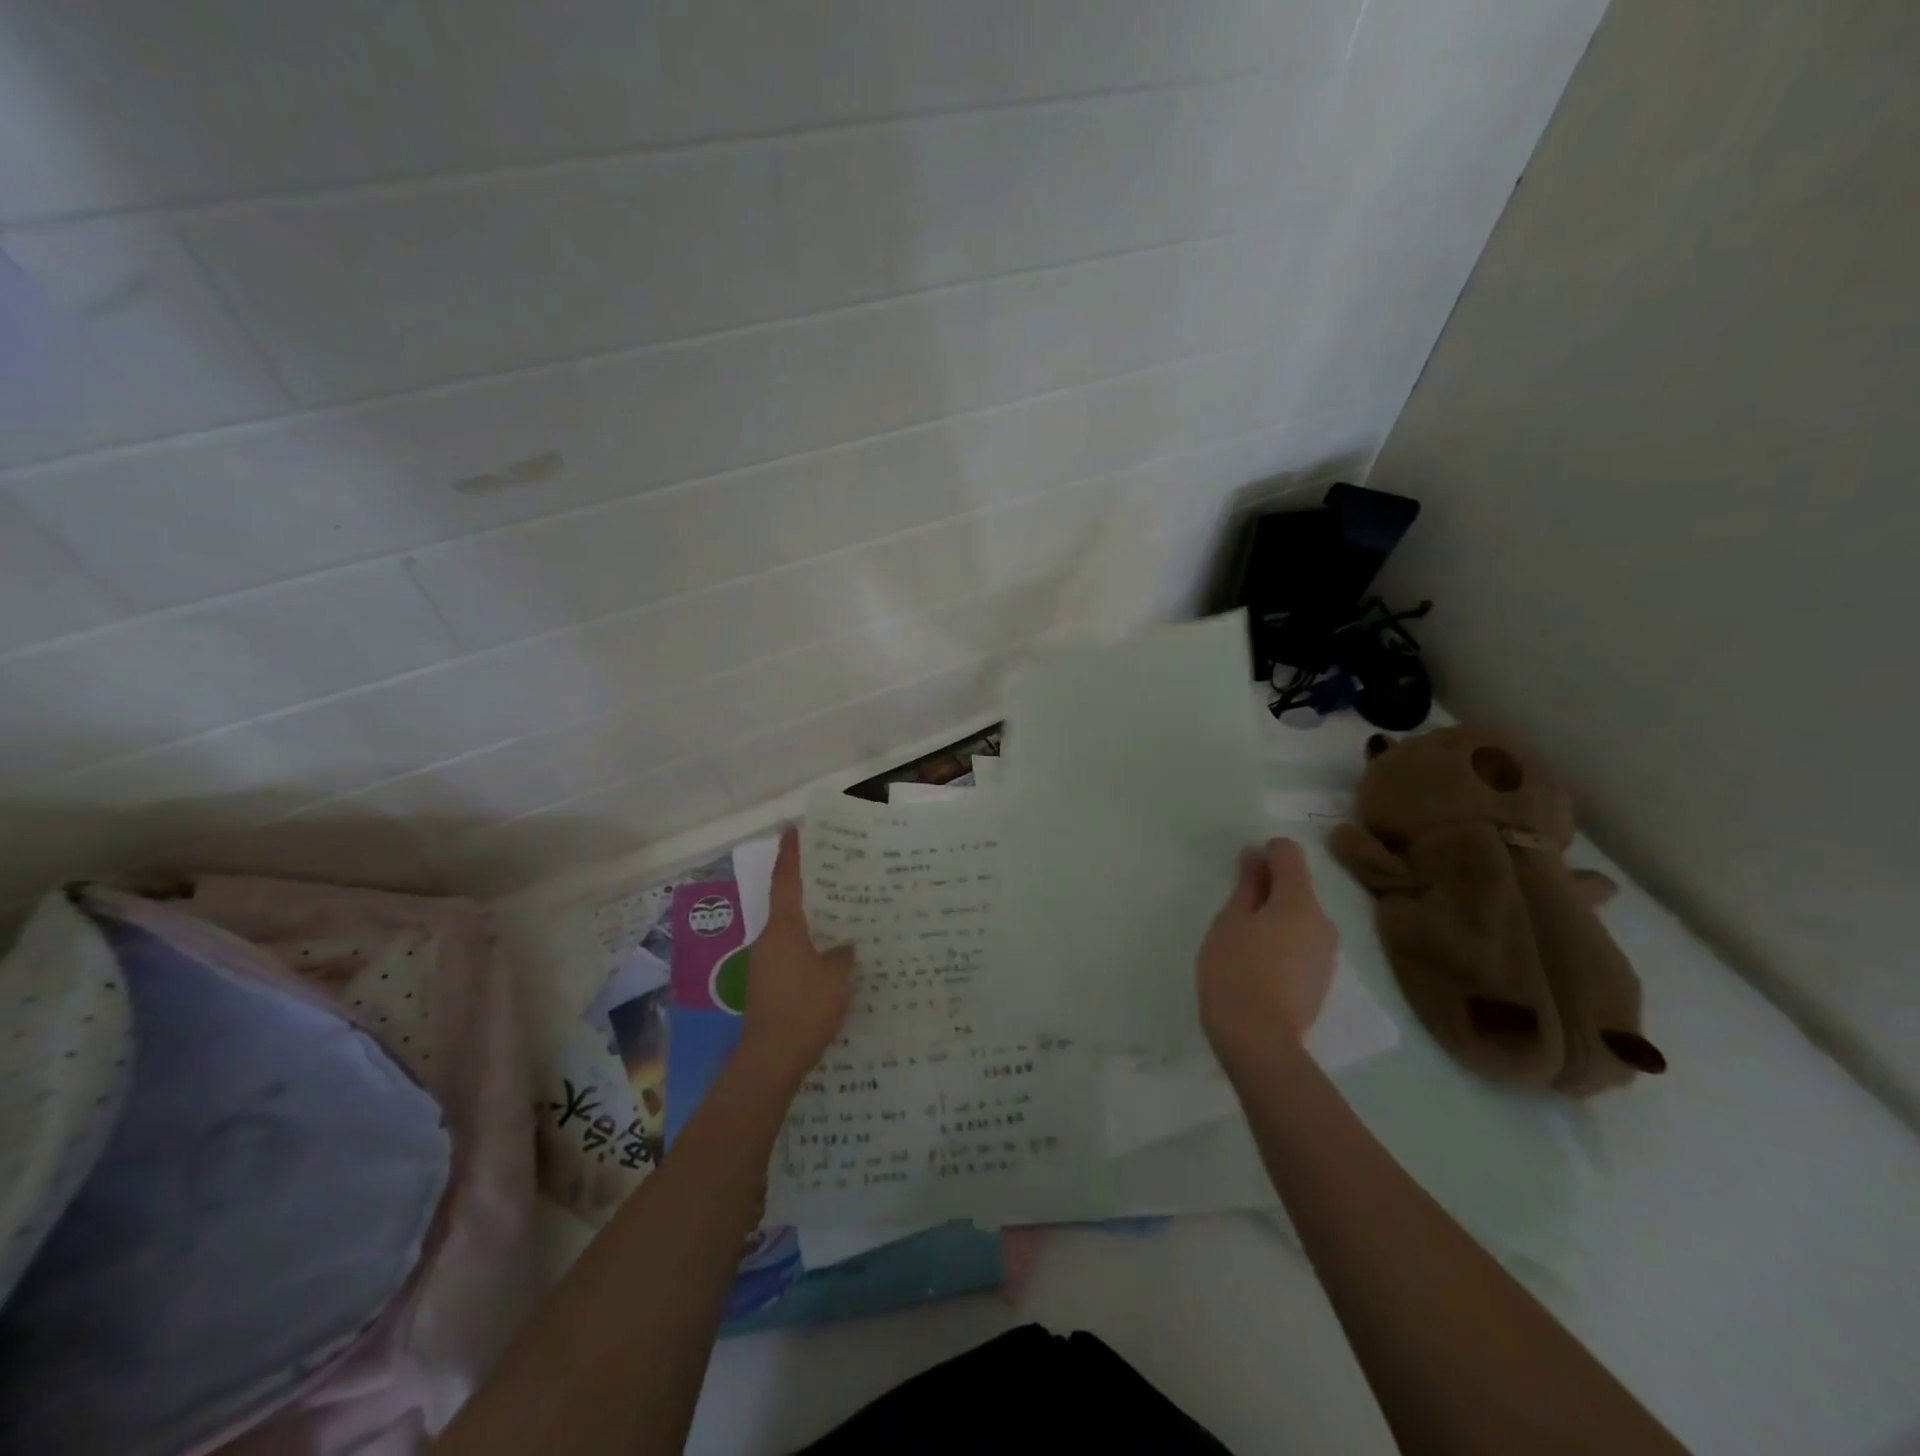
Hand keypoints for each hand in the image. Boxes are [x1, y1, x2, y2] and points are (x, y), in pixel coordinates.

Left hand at [738, 826, 854, 1087]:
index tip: (793, 828)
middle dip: (809, 889)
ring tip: (842, 917)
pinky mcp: (767, 986)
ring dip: (812, 923)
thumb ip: (844, 954)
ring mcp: (764, 964)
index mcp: (784, 928)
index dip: (791, 853)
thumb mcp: (837, 976)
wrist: (770, 1060)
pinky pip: (791, 955)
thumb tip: (844, 945)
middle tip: (836, 874)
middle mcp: (769, 939)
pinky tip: (831, 960)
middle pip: (789, 904)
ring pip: (792, 932)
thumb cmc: (804, 1008)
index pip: (786, 879)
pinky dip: (809, 949)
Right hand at [1198, 837, 1337, 1064]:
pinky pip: (1303, 945)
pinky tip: (1259, 967)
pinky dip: (1283, 943)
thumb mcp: (1230, 921)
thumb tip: (1256, 856)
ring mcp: (1327, 954)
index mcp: (1299, 902)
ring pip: (1300, 919)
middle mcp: (1323, 922)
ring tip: (1243, 942)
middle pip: (1297, 888)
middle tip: (1234, 911)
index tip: (1241, 871)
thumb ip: (1246, 886)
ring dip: (1276, 918)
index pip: (1289, 855)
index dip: (1265, 853)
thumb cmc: (1235, 971)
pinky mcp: (1322, 980)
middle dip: (1269, 889)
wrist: (1259, 1041)